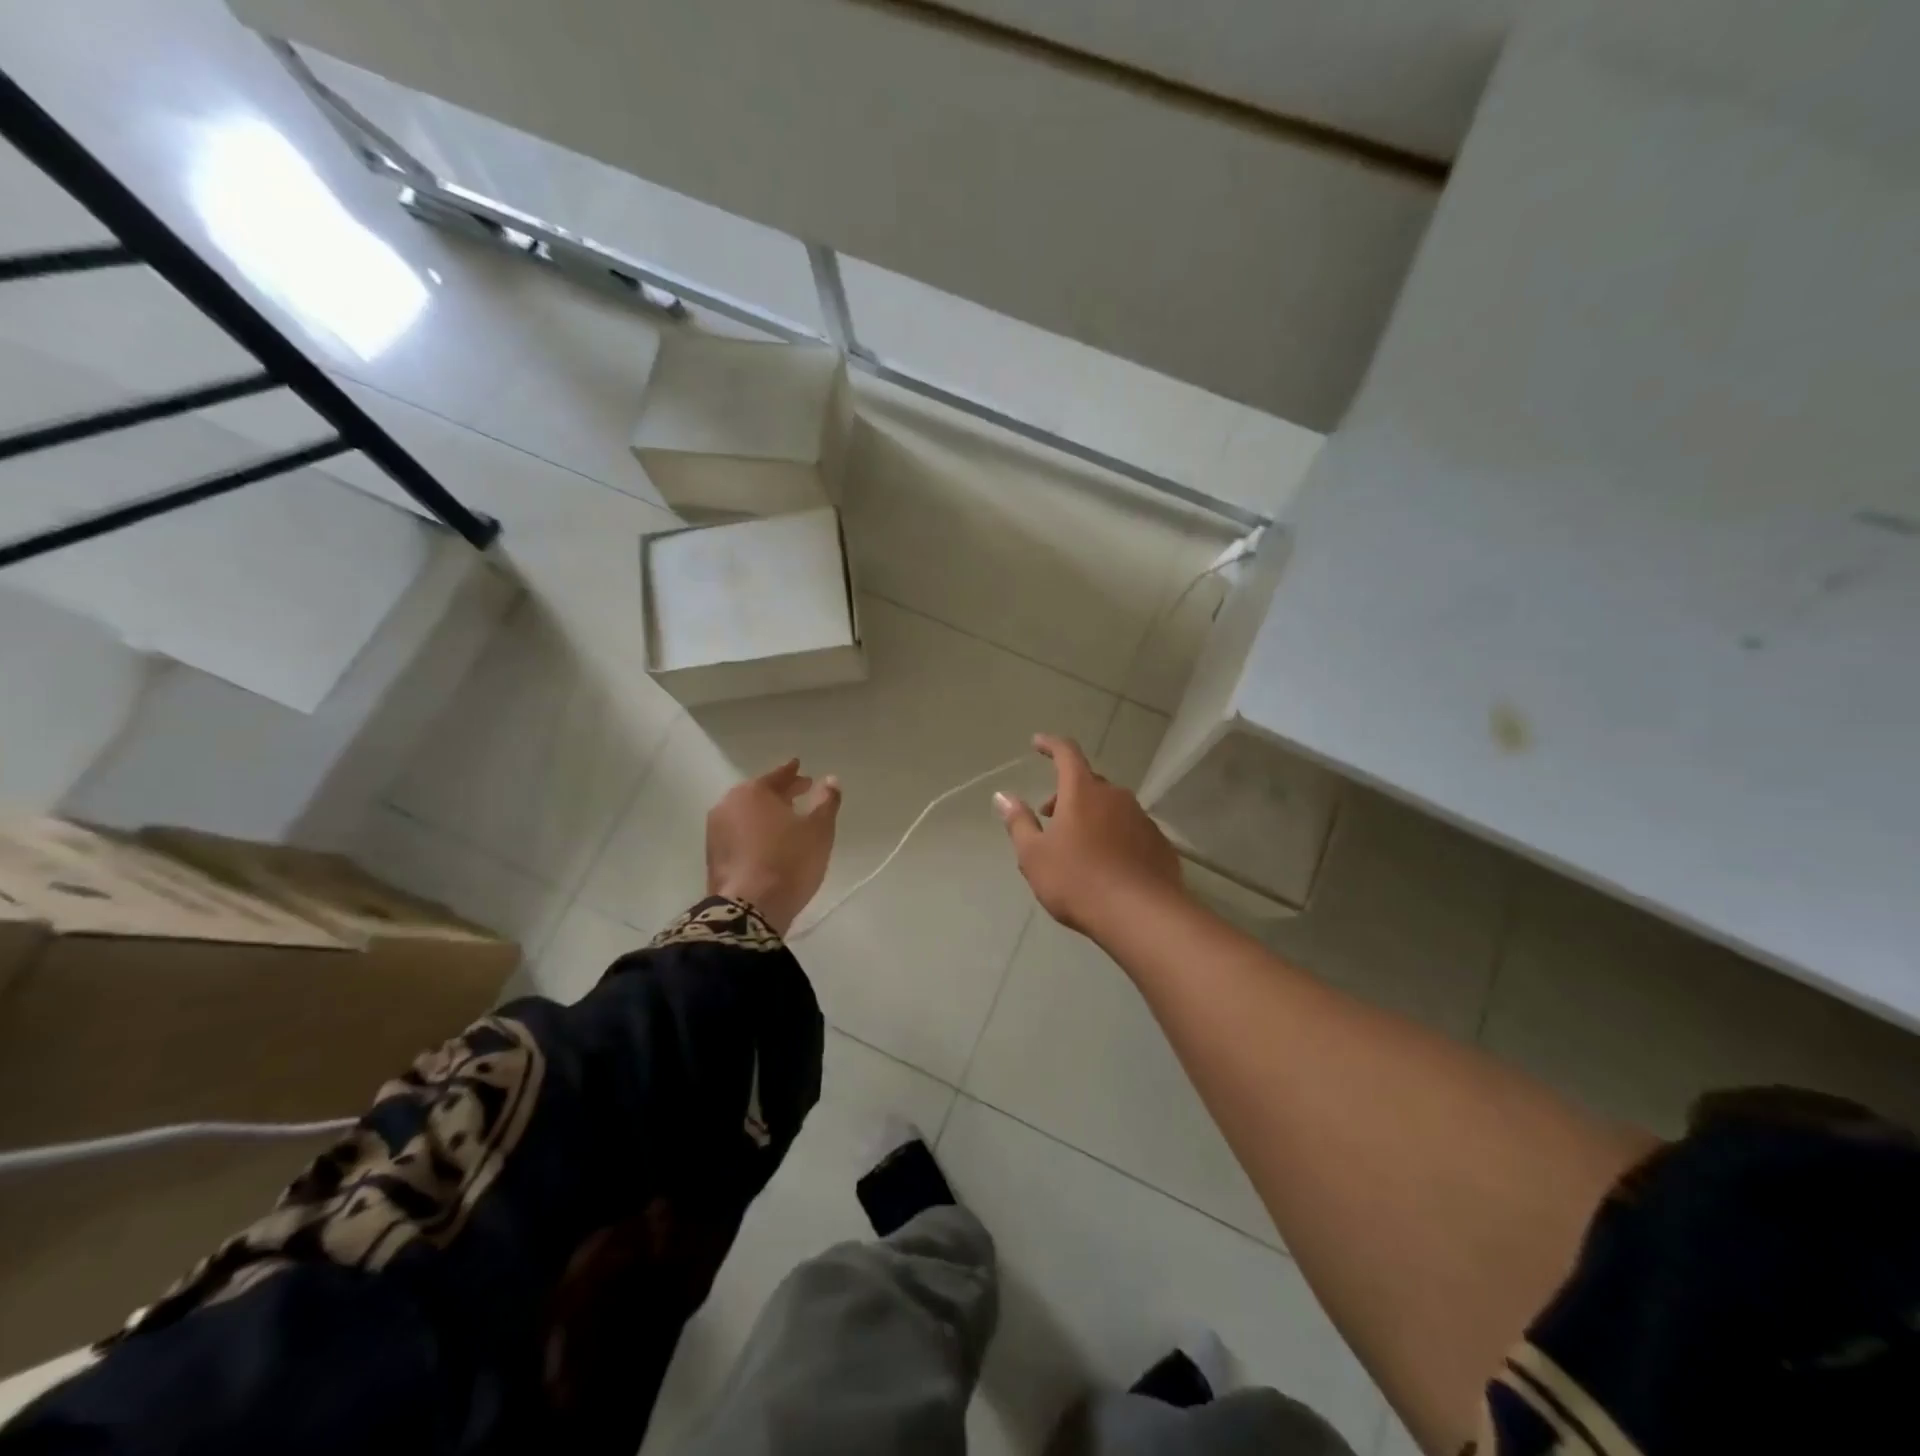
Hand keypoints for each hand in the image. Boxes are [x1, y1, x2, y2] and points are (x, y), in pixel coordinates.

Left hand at [706, 759, 841, 935]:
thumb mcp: (819, 829)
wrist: (749, 910)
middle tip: (801, 792)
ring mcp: (715, 832)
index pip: (777, 775)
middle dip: (781, 793)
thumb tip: (830, 779)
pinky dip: (755, 832)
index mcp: (752, 792)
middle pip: (759, 793)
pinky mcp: (713, 857)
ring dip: (766, 814)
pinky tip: (770, 842)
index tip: (800, 767)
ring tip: (787, 820)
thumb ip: (827, 801)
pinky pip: (739, 834)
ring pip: (747, 814)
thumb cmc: (788, 861)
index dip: (793, 772)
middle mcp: (728, 805)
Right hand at [993, 733, 1184, 935]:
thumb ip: (1019, 822)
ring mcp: (1141, 819)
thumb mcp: (1034, 855)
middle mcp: (1116, 796)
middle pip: (1088, 783)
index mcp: (1083, 791)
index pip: (1066, 753)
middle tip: (1049, 816)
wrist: (1141, 916)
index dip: (1050, 745)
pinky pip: (1130, 830)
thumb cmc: (1078, 880)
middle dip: (1066, 793)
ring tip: (1077, 846)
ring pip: (1111, 807)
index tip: (1037, 743)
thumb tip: (1003, 796)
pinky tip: (1108, 865)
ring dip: (1092, 816)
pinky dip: (1115, 836)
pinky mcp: (1159, 844)